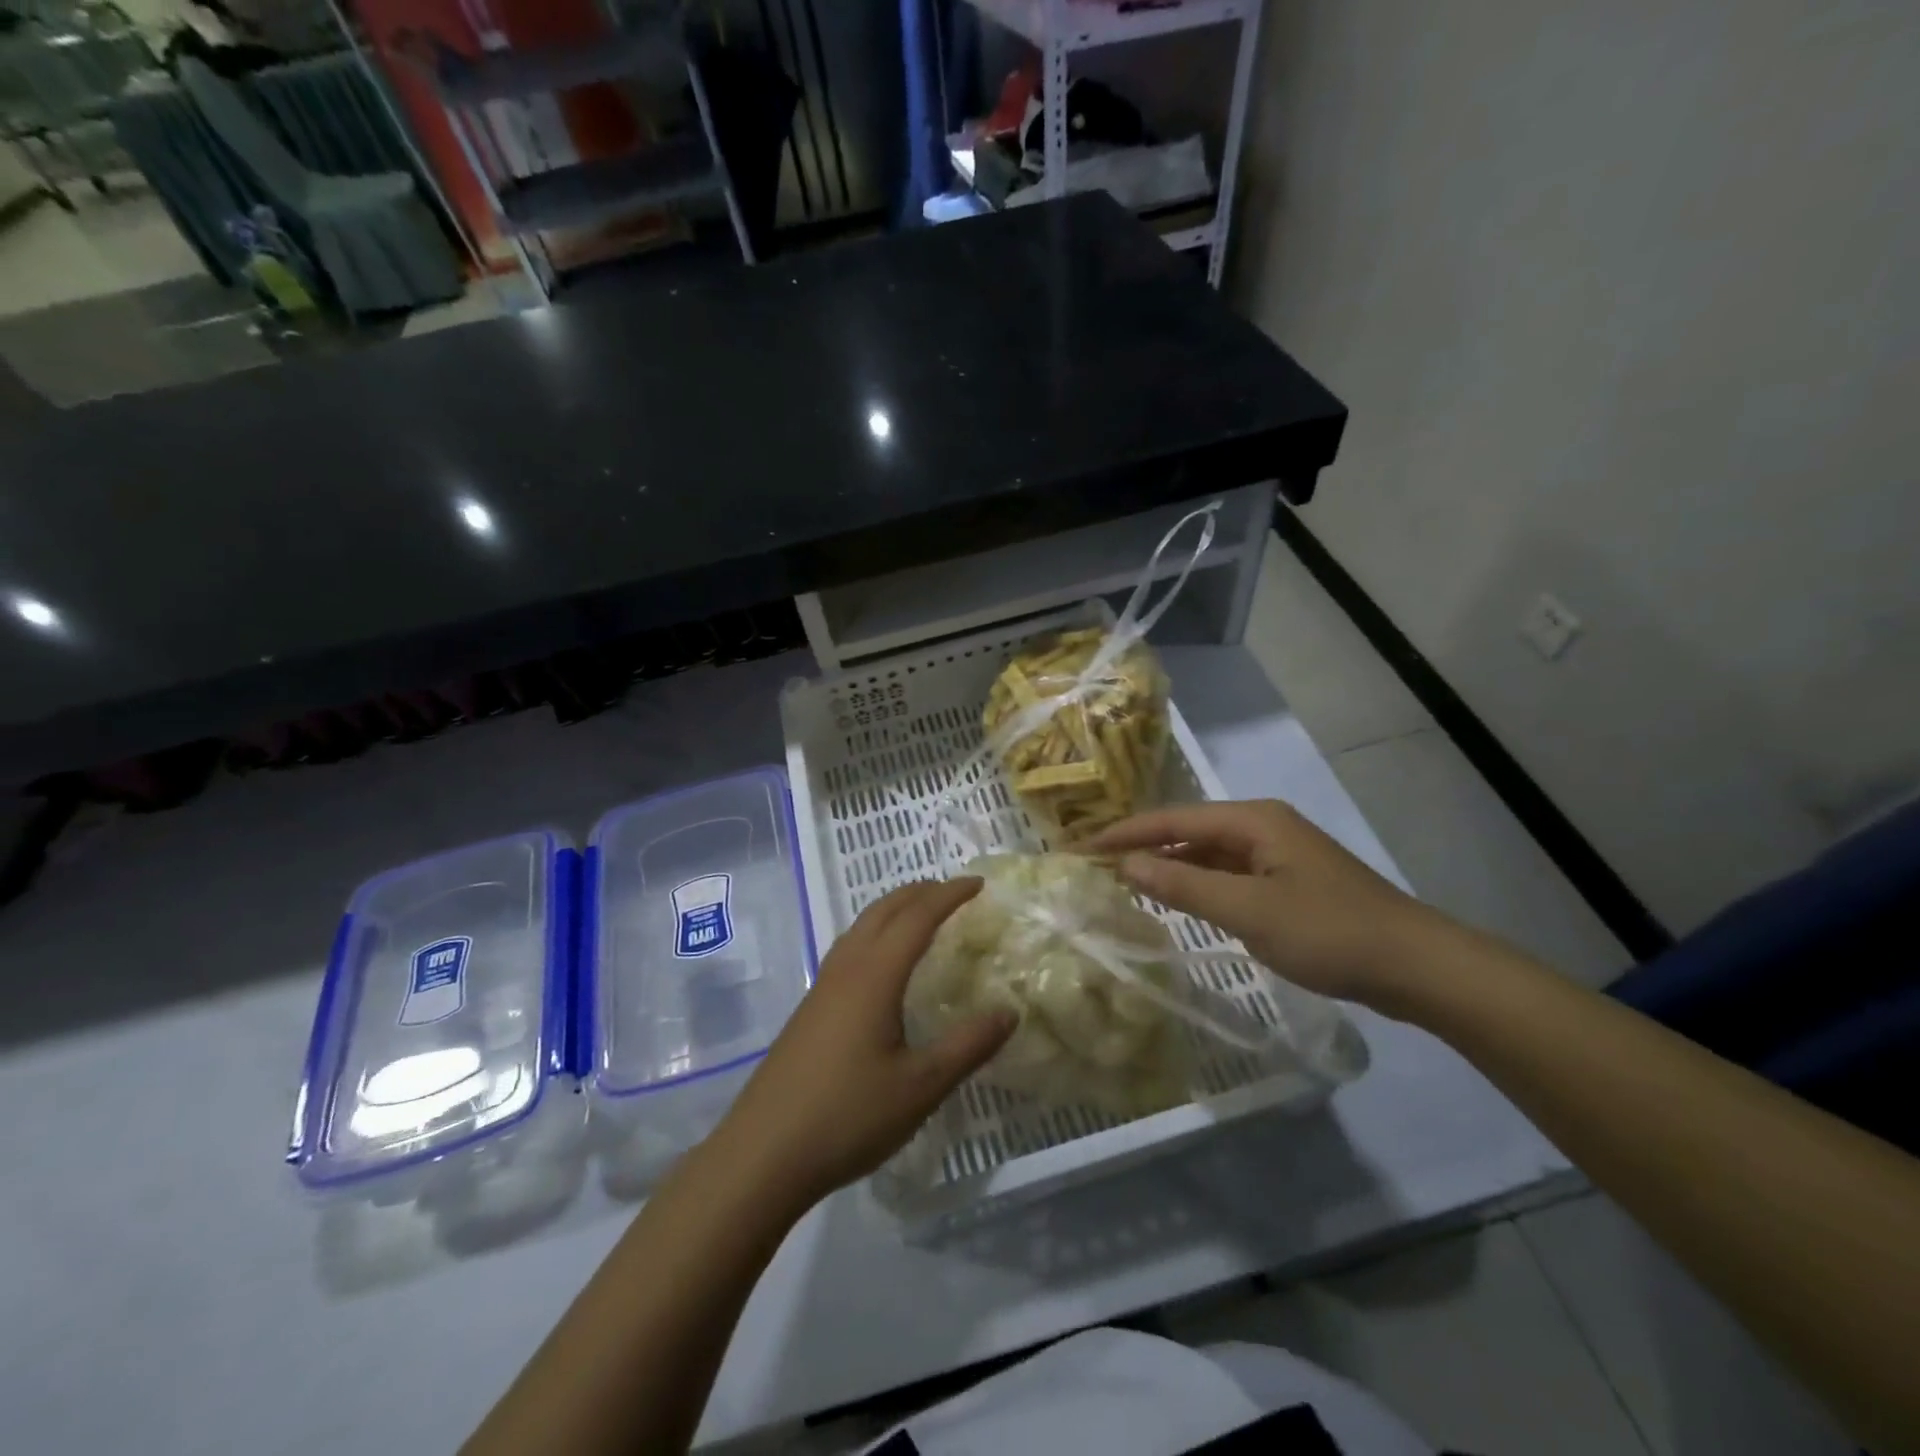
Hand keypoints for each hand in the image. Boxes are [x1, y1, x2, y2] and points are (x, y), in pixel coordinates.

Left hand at [711, 878, 1015, 1209]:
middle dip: (920, 892)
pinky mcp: (810, 1009)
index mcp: (875, 975)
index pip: (918, 916)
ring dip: (894, 909)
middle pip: (884, 910)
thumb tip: (1009, 1011)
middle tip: (954, 891)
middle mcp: (847, 968)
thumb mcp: (921, 1086)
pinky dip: (875, 934)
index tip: (979, 883)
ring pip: (861, 926)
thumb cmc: (848, 1116)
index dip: (949, 895)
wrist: (762, 1154)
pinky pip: (849, 949)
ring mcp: (822, 987)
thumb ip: (968, 1045)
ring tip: (921, 916)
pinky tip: (881, 965)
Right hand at [1089, 800, 1461, 1009]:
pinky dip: (1198, 885)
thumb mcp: (1249, 911)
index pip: (1172, 818)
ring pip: (1208, 853)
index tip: (1082, 847)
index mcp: (1253, 820)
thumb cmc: (1329, 932)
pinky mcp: (1289, 882)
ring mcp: (1278, 854)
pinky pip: (1229, 874)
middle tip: (1097, 865)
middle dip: (1144, 846)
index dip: (1125, 832)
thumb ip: (1184, 886)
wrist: (1416, 966)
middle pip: (1189, 830)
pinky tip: (1180, 901)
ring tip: (1126, 881)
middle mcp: (1263, 826)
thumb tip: (1126, 864)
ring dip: (1170, 865)